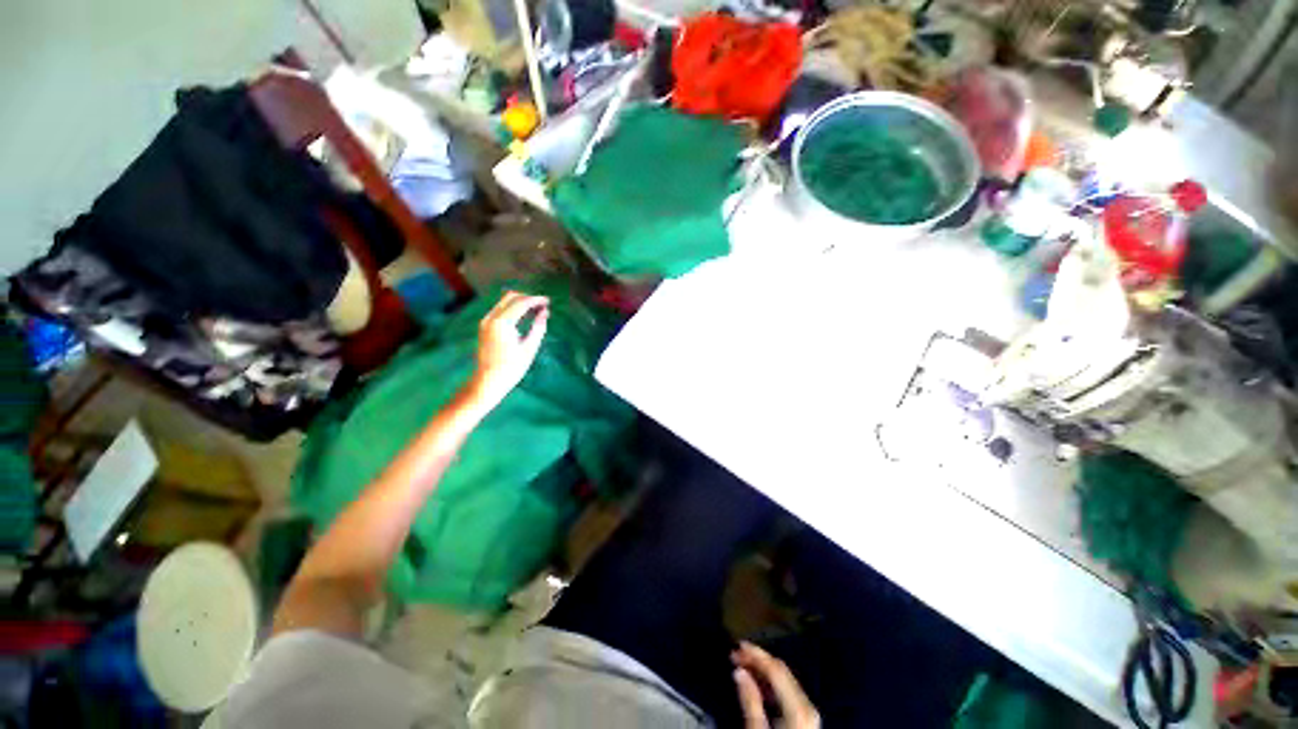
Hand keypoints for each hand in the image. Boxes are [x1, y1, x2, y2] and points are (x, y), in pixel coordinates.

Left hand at [470, 291, 548, 405]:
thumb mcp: (529, 348)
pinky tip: (525, 316)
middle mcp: (491, 318)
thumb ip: (538, 327)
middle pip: (511, 297)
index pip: (521, 303)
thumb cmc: (512, 367)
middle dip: (528, 298)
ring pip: (504, 302)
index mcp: (502, 323)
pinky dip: (513, 309)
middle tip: (543, 305)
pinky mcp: (485, 326)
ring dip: (521, 302)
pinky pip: (500, 309)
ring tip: (537, 310)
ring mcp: (486, 321)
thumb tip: (545, 312)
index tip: (548, 301)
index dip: (536, 300)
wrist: (489, 380)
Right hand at [732, 642, 819, 728]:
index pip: (775, 669)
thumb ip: (750, 701)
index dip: (755, 654)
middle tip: (736, 654)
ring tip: (743, 666)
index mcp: (798, 707)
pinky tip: (758, 684)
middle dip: (758, 660)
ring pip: (785, 679)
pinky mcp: (807, 719)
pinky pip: (788, 691)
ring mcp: (809, 712)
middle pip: (782, 671)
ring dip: (763, 670)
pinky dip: (771, 684)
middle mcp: (807, 704)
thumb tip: (738, 671)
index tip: (736, 647)